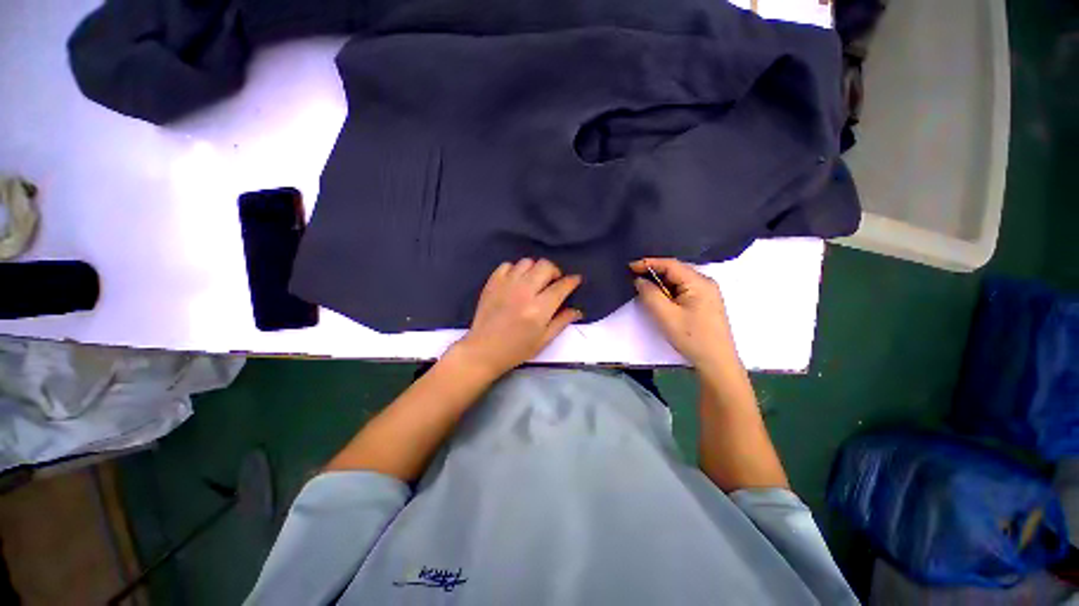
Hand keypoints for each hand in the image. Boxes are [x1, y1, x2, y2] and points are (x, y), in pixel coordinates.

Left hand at [451, 258, 581, 378]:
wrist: (483, 350)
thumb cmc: (516, 349)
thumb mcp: (544, 340)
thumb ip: (562, 322)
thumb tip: (578, 310)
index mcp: (538, 309)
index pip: (561, 286)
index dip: (572, 281)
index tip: (575, 280)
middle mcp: (524, 292)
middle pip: (545, 266)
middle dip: (554, 272)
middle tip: (553, 283)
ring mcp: (506, 285)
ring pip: (527, 262)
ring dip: (535, 270)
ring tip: (534, 282)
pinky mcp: (492, 283)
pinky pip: (508, 265)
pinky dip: (515, 270)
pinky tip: (516, 282)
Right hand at [630, 258, 739, 370]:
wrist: (717, 362)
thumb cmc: (692, 338)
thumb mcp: (666, 316)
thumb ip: (650, 294)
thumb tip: (640, 280)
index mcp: (699, 282)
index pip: (670, 265)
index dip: (648, 263)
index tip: (629, 267)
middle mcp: (705, 283)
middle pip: (675, 271)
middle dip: (654, 272)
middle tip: (633, 277)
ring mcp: (707, 293)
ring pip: (678, 280)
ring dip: (660, 282)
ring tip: (642, 287)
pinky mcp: (704, 302)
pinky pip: (683, 289)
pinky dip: (668, 291)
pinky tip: (659, 297)